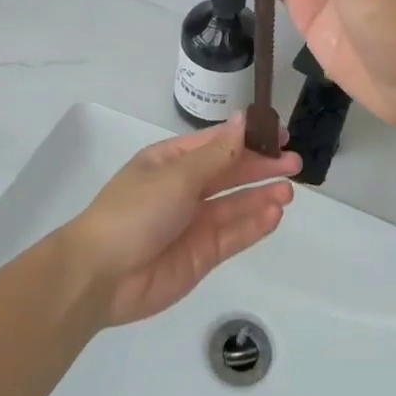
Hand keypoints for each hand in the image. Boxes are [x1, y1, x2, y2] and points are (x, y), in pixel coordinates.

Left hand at [65, 114, 299, 326]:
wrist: (102, 275)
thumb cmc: (136, 211)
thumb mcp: (178, 175)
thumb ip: (218, 154)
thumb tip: (244, 120)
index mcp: (172, 161)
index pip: (218, 142)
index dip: (249, 137)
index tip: (280, 133)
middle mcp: (185, 188)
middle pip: (231, 172)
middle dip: (262, 166)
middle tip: (294, 163)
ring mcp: (194, 223)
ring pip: (236, 204)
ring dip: (262, 196)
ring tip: (288, 192)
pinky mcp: (202, 255)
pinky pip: (233, 235)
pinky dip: (254, 224)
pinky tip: (274, 215)